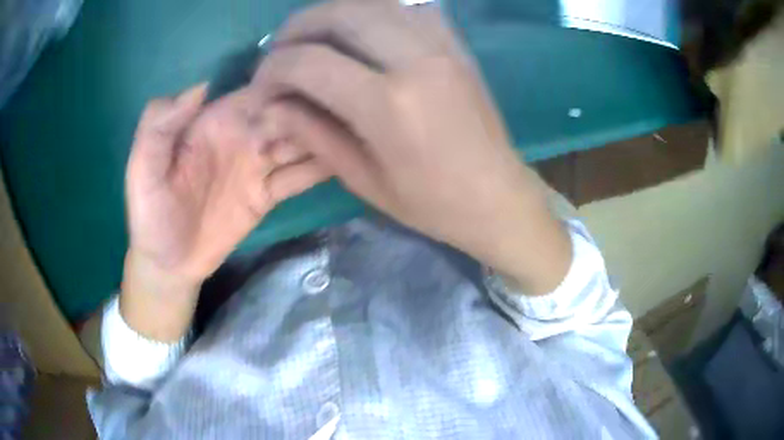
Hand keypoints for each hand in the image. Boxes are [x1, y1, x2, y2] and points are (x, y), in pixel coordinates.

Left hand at [122, 85, 328, 340]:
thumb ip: (159, 126)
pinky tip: (350, 162)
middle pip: (290, 112)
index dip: (290, 85)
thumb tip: (201, 86)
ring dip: (327, 136)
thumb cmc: (151, 214)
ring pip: (302, 141)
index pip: (261, 91)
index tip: (319, 87)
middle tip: (349, 114)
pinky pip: (300, 176)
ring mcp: (259, 165)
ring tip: (360, 133)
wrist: (169, 263)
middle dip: (318, 110)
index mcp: (216, 120)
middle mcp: (244, 135)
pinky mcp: (268, 194)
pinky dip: (322, 168)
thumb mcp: (143, 169)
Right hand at [252, 1, 570, 293]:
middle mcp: (415, 60)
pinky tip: (360, 31)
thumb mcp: (364, 179)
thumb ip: (312, 133)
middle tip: (279, 52)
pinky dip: (373, 11)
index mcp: (389, 105)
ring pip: (373, 3)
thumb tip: (270, 107)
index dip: (272, 70)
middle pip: (340, 15)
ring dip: (332, 14)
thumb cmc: (432, 203)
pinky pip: (408, 8)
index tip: (260, 88)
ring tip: (312, 38)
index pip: (309, 63)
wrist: (498, 196)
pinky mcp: (456, 45)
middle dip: (296, 29)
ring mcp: (441, 46)